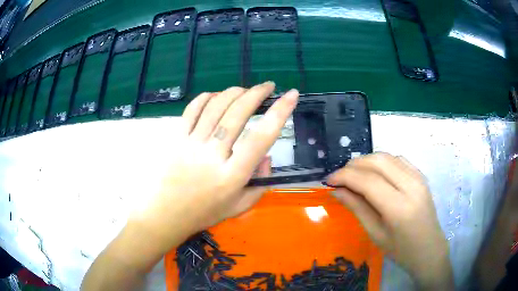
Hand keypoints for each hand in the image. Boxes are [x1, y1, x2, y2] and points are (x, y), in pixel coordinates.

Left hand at [130, 82, 298, 248]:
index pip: (261, 138)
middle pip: (237, 114)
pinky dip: (206, 97)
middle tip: (268, 86)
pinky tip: (216, 95)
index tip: (291, 95)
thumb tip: (267, 156)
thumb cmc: (203, 213)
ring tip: (245, 90)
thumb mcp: (239, 207)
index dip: (279, 113)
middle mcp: (213, 156)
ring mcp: (191, 144)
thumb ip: (260, 184)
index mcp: (232, 176)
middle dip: (256, 93)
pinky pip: (192, 110)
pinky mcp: (176, 139)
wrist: (165, 215)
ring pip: (215, 107)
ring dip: (234, 92)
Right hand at [326, 153, 453, 289]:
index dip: (344, 176)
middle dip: (354, 164)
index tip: (328, 180)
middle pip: (378, 161)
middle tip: (340, 176)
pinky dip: (382, 162)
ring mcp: (419, 178)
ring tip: (354, 174)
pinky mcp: (421, 176)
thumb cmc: (401, 250)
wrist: (429, 249)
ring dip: (367, 161)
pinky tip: (375, 173)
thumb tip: (337, 190)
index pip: (368, 181)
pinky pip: (398, 159)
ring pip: (388, 156)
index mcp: (398, 207)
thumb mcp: (376, 234)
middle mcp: (411, 186)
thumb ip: (357, 208)